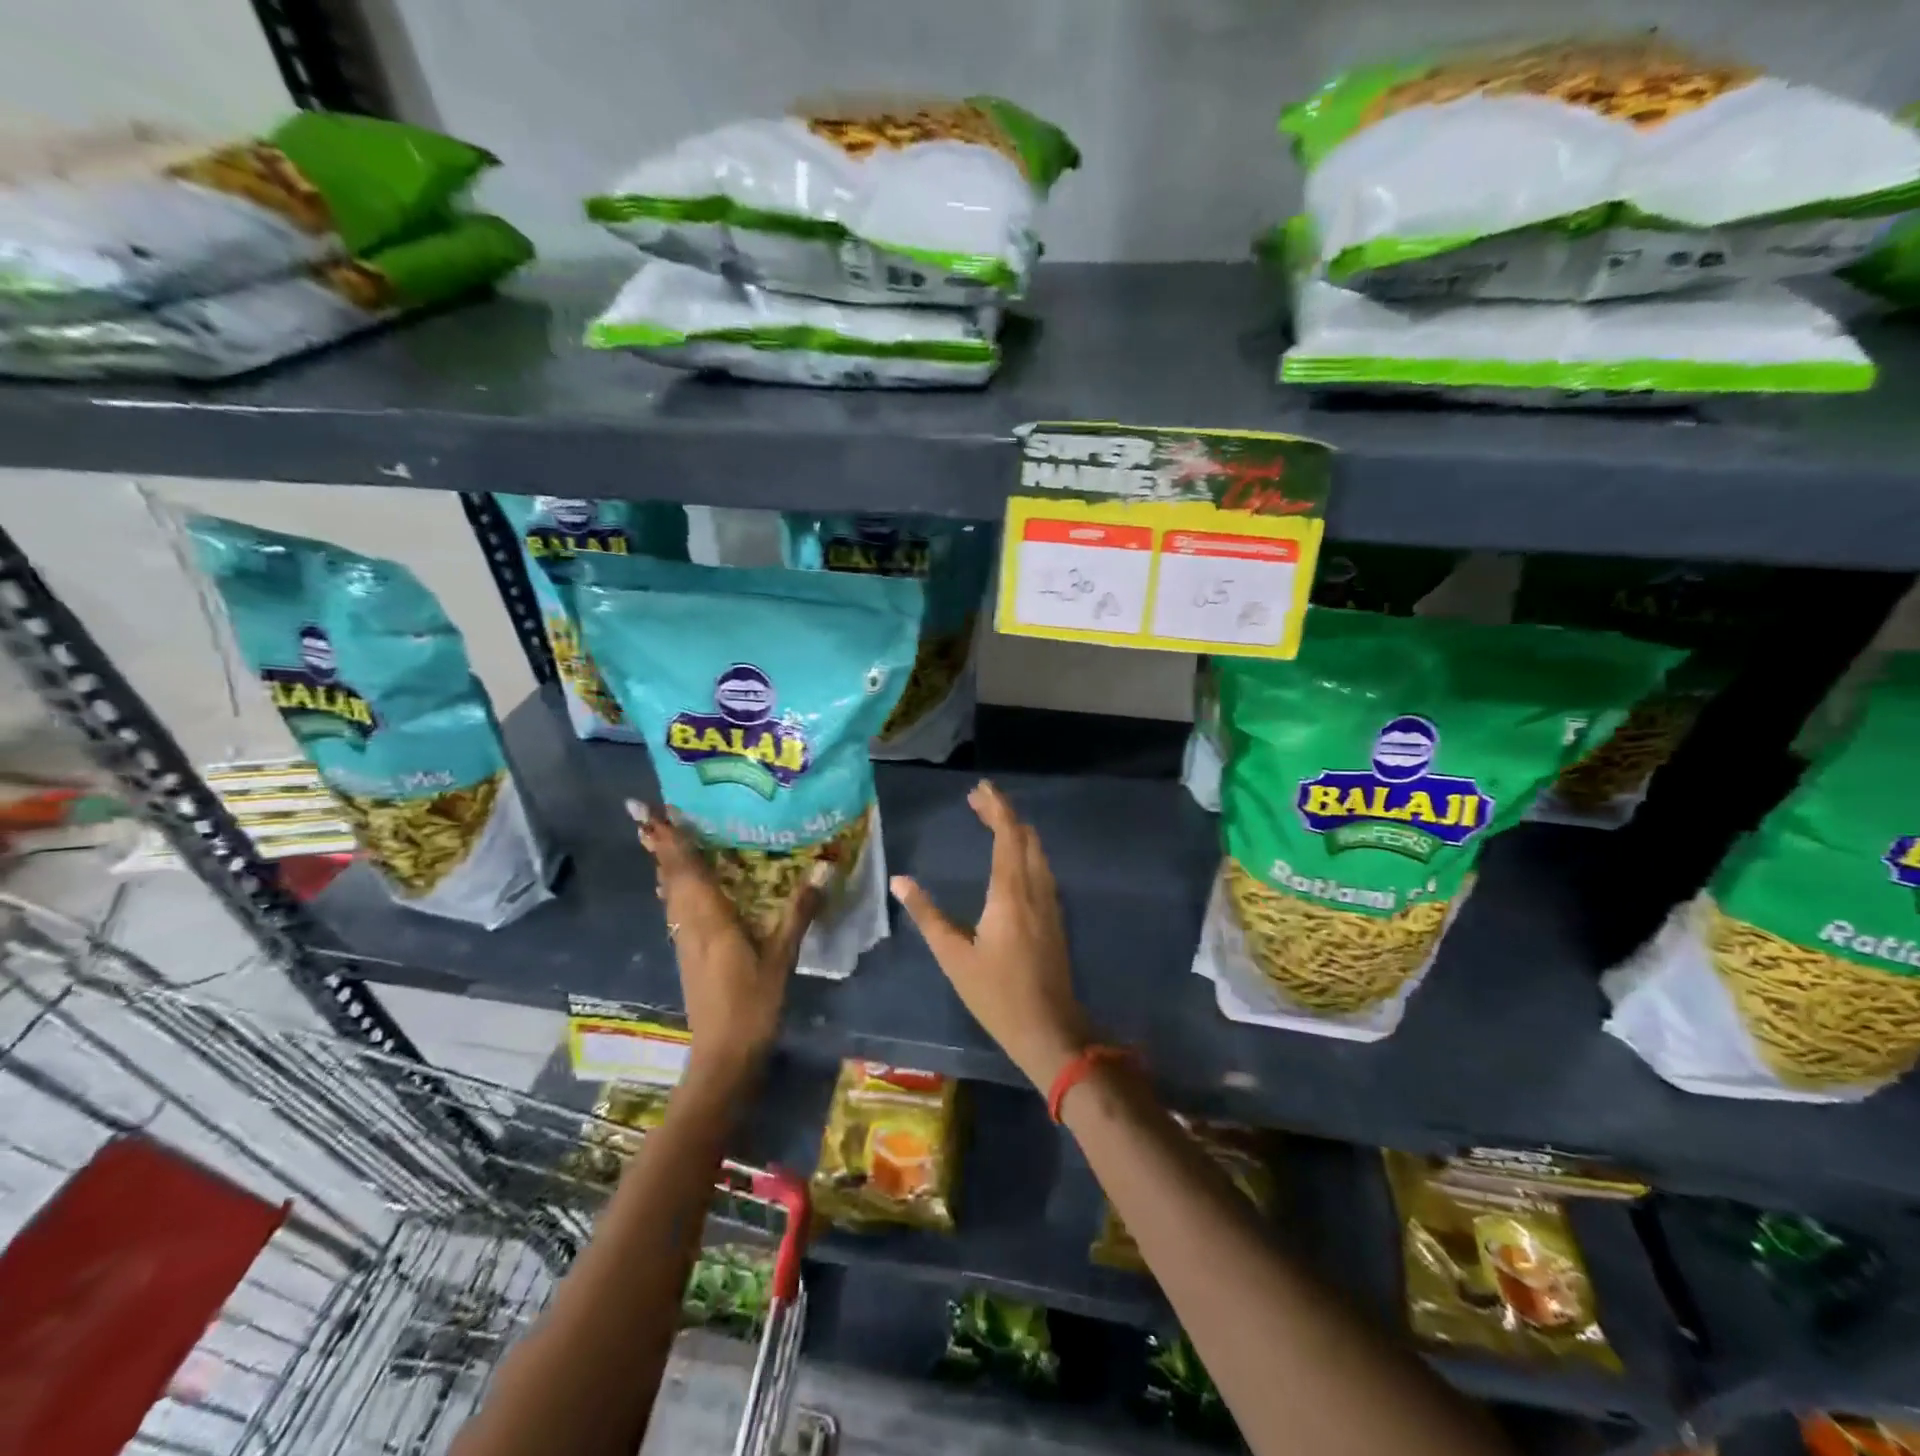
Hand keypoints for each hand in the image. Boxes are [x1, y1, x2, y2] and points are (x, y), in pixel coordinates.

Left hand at [629, 800, 824, 1083]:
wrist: (723, 1054)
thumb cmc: (752, 1003)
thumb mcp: (781, 957)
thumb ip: (799, 913)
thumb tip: (823, 870)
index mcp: (709, 920)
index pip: (686, 871)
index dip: (670, 840)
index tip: (654, 811)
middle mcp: (690, 925)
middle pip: (670, 878)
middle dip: (661, 846)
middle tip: (651, 815)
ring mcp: (685, 941)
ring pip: (669, 894)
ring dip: (664, 865)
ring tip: (663, 840)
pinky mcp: (689, 954)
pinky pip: (676, 909)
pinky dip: (675, 888)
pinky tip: (683, 886)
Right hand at [889, 780, 1091, 1088]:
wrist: (1049, 1028)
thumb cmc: (996, 994)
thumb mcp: (953, 956)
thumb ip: (927, 915)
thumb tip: (900, 881)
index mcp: (1010, 892)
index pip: (1007, 834)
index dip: (996, 807)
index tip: (980, 788)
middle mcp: (1035, 888)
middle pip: (1025, 836)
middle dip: (1004, 813)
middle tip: (977, 802)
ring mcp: (1050, 902)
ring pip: (1037, 851)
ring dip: (1016, 831)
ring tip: (991, 822)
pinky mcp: (1055, 917)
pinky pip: (1042, 868)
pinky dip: (1025, 850)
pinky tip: (1012, 859)